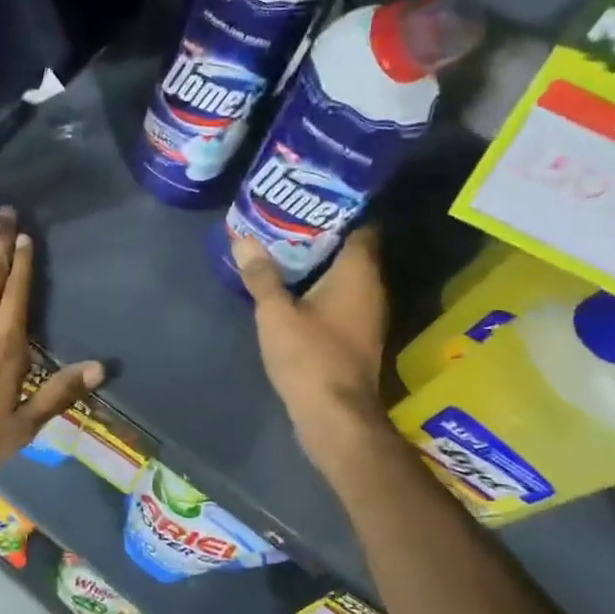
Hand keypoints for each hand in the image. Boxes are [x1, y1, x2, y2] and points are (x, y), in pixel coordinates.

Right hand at [234, 228, 389, 472]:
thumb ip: (261, 275)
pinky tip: (289, 284)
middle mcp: (370, 288)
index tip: (309, 195)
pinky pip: (339, 296)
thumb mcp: (276, 313)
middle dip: (320, 231)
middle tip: (285, 215)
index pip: (361, 225)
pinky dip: (318, 286)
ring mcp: (366, 314)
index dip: (339, 207)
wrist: (335, 417)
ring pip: (344, 274)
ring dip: (317, 261)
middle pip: (350, 248)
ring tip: (280, 244)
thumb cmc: (310, 357)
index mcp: (358, 273)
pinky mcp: (355, 334)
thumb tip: (244, 239)